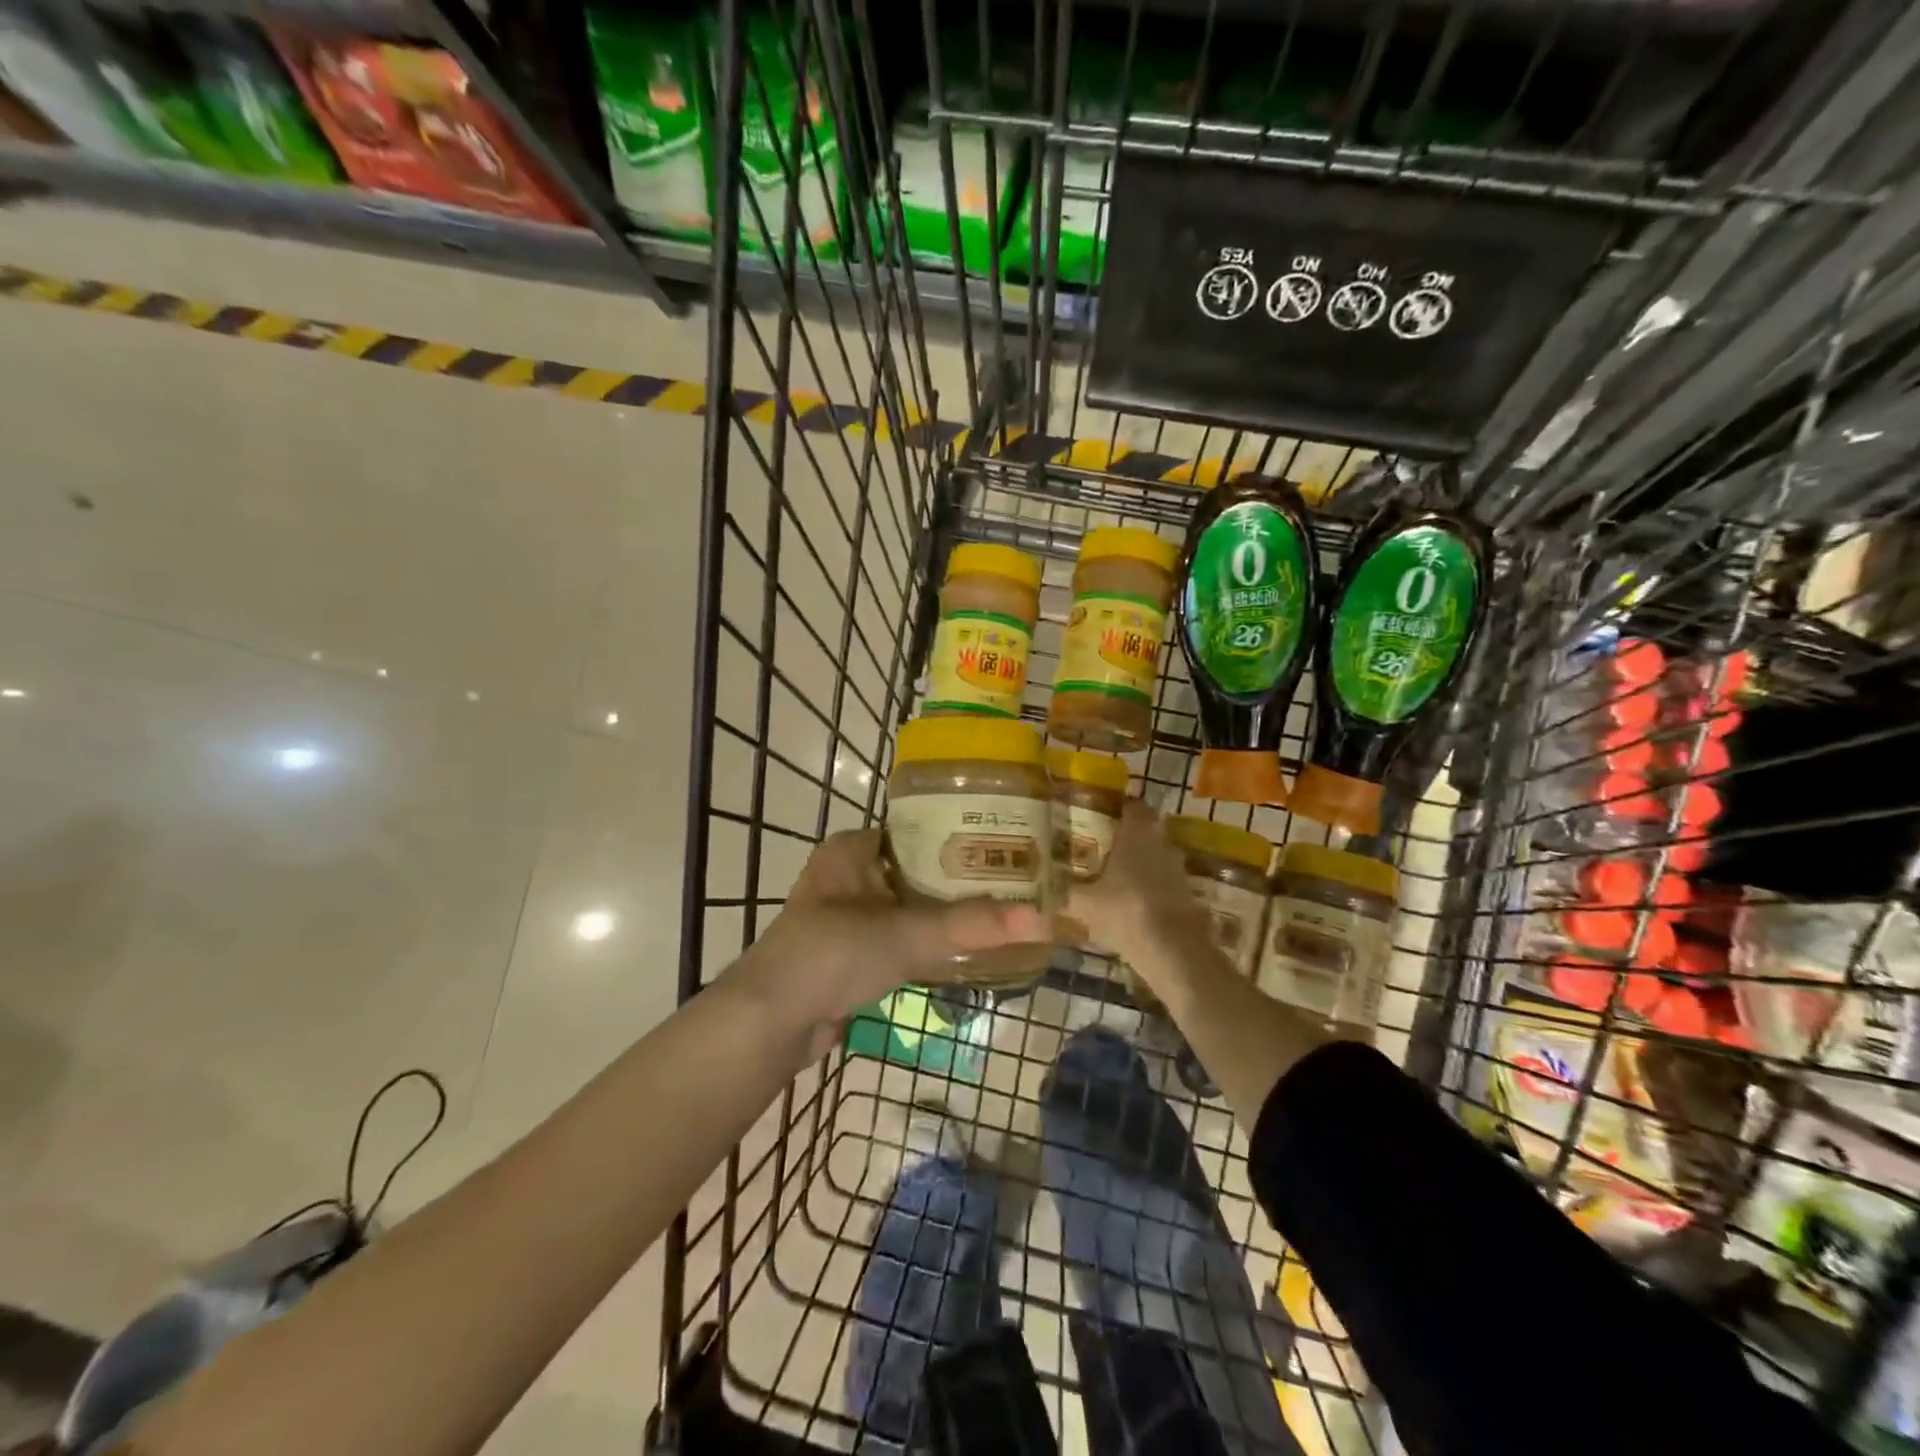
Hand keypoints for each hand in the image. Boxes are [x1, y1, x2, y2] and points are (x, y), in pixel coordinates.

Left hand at [737, 829, 1049, 1039]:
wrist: (771, 1022)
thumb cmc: (832, 954)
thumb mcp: (906, 933)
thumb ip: (971, 926)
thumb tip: (1044, 920)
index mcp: (851, 849)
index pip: (916, 828)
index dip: (960, 835)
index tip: (1007, 843)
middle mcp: (848, 874)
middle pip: (916, 868)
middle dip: (960, 878)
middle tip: (1014, 881)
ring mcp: (846, 915)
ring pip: (909, 905)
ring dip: (945, 912)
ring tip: (1000, 913)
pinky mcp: (849, 953)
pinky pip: (900, 937)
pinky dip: (928, 942)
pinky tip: (966, 949)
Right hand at [1067, 799, 1212, 964]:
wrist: (1172, 949)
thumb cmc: (1124, 911)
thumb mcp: (1084, 904)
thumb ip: (1063, 894)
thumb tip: (1039, 892)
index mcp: (1136, 834)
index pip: (1132, 805)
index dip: (1119, 806)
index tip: (1102, 812)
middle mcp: (1160, 842)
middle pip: (1148, 827)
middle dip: (1130, 832)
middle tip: (1106, 842)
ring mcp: (1178, 867)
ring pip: (1158, 852)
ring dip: (1144, 858)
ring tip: (1119, 872)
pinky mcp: (1188, 891)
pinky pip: (1166, 878)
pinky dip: (1154, 882)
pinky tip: (1136, 898)